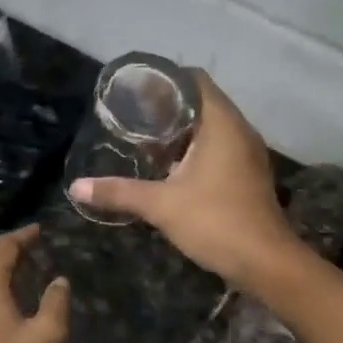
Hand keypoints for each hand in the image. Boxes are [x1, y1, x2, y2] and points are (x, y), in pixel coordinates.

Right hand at [68, 72, 305, 291]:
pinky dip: (196, 152)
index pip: (195, 80)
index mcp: (222, 124)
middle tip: (133, 120)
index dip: (165, 80)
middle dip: (168, 109)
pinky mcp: (249, 176)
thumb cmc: (215, 222)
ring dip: (182, 134)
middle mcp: (239, 131)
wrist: (265, 262)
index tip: (136, 92)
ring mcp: (248, 154)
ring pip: (212, 130)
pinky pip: (220, 150)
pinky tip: (172, 171)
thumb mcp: (161, 205)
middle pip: (202, 103)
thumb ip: (119, 192)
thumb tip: (76, 188)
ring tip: (147, 144)